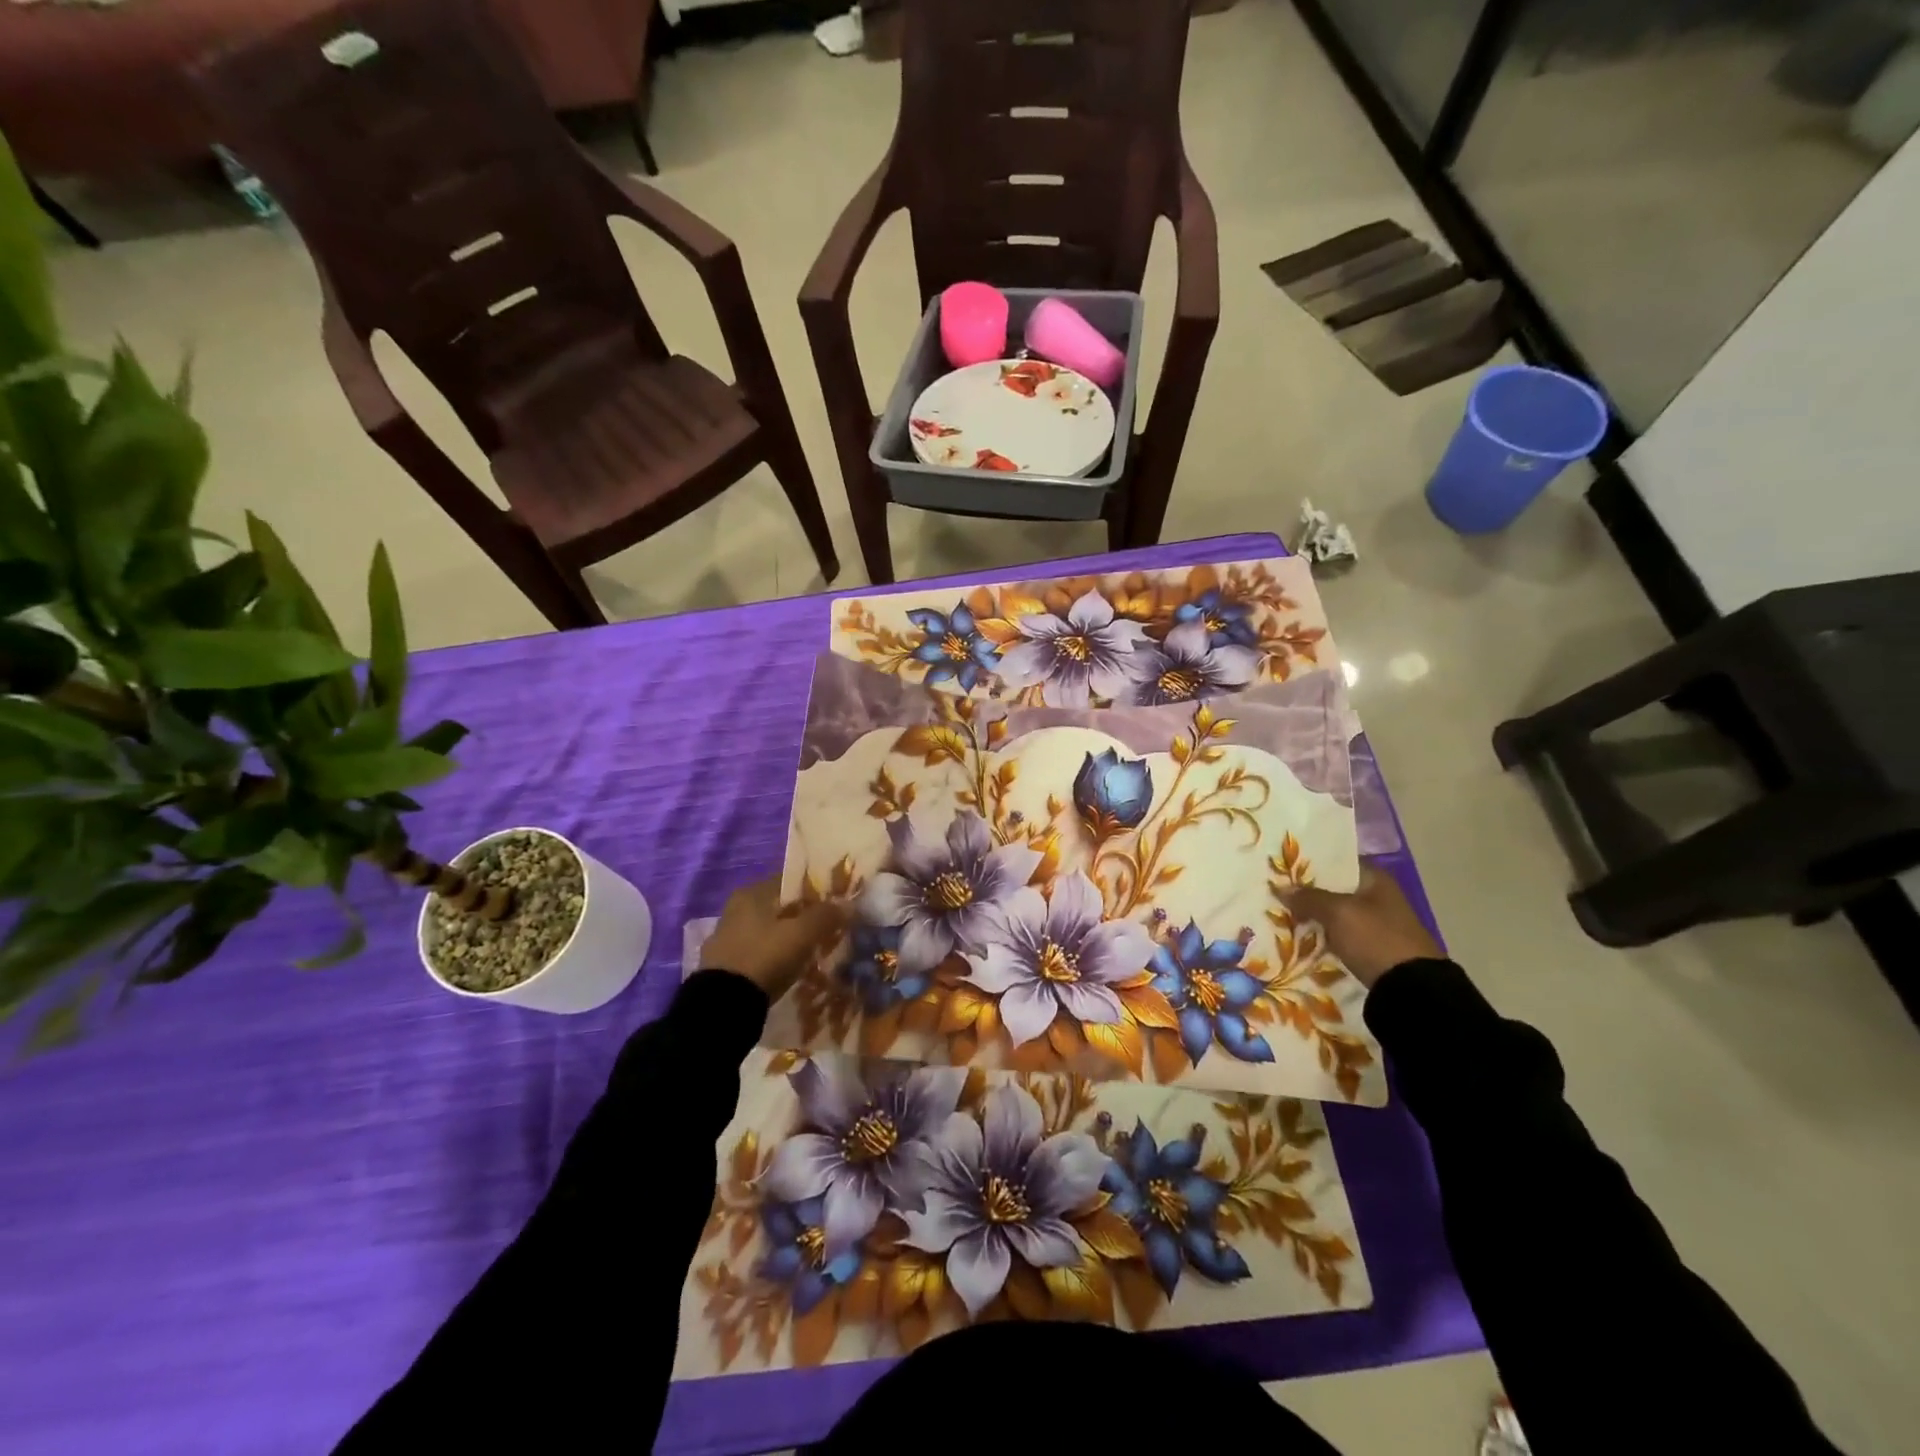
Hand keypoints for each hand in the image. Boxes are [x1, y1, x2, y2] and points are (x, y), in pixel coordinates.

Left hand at [699, 877, 848, 1001]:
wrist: (723, 1005)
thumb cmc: (765, 957)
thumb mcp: (802, 934)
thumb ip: (826, 915)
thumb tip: (847, 904)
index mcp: (751, 893)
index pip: (789, 881)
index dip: (814, 890)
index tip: (834, 905)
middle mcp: (735, 909)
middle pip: (778, 907)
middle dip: (801, 917)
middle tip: (826, 930)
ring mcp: (725, 938)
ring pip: (767, 931)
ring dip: (786, 939)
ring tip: (810, 953)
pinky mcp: (722, 965)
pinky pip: (757, 953)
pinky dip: (772, 958)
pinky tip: (787, 970)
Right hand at [1280, 866, 1442, 989]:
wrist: (1410, 988)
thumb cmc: (1375, 938)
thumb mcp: (1338, 913)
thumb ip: (1309, 898)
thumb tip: (1282, 889)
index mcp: (1376, 879)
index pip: (1338, 861)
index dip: (1311, 863)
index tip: (1283, 866)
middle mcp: (1378, 896)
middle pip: (1334, 888)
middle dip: (1307, 891)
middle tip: (1275, 891)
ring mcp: (1376, 923)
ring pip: (1334, 913)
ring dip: (1312, 915)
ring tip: (1280, 914)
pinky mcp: (1371, 946)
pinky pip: (1339, 934)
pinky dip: (1322, 934)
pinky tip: (1300, 936)